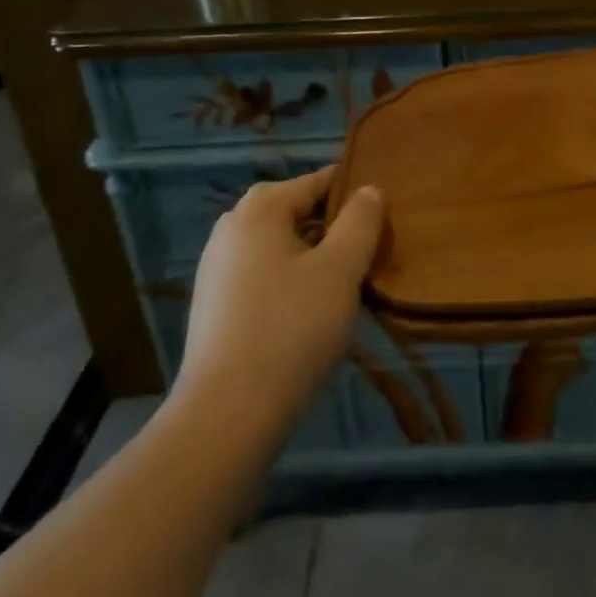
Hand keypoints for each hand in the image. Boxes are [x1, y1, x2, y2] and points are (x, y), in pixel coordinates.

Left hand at [174, 167, 384, 433]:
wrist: (227, 415)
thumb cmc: (292, 328)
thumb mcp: (341, 268)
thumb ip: (360, 221)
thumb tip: (368, 191)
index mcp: (259, 209)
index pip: (318, 181)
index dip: (354, 194)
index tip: (382, 218)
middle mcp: (231, 228)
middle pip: (296, 211)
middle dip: (332, 227)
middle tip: (366, 254)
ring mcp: (216, 268)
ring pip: (279, 245)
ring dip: (312, 256)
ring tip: (343, 285)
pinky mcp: (213, 305)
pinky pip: (262, 274)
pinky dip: (289, 281)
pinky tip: (309, 313)